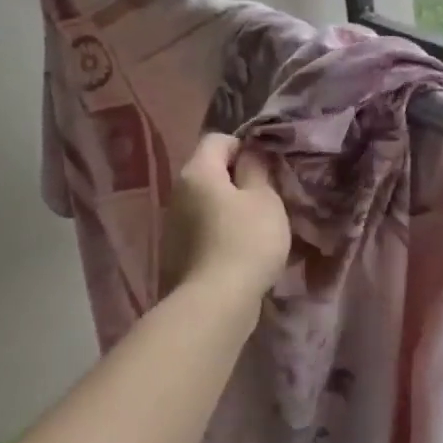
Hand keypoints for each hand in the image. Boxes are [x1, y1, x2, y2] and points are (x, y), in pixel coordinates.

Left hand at [161, 134, 290, 298]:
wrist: (216, 303)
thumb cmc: (247, 241)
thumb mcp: (265, 199)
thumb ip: (257, 169)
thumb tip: (249, 155)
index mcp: (198, 172)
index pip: (218, 139)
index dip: (244, 146)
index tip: (267, 167)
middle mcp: (178, 193)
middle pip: (210, 172)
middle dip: (238, 180)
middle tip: (268, 197)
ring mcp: (173, 225)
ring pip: (207, 203)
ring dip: (230, 208)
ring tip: (258, 227)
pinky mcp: (177, 253)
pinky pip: (203, 230)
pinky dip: (221, 233)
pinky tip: (242, 252)